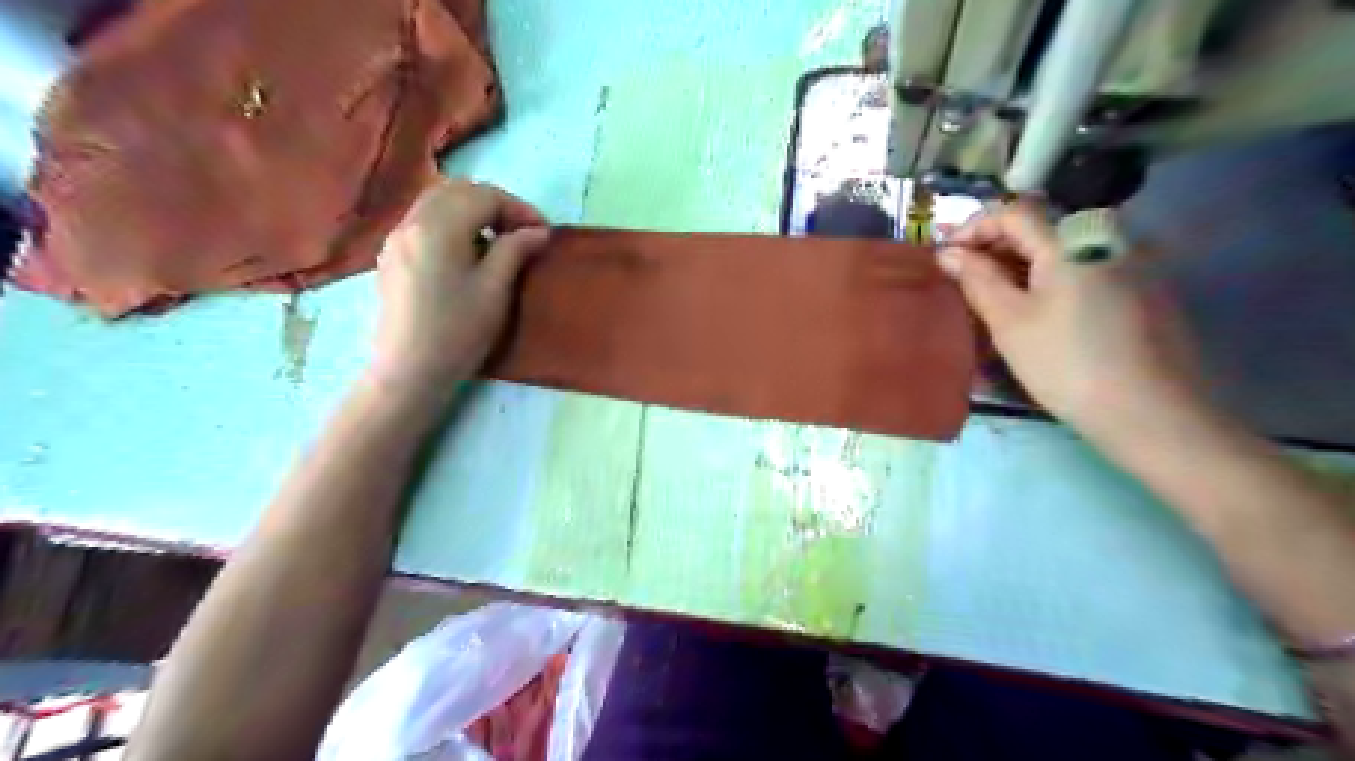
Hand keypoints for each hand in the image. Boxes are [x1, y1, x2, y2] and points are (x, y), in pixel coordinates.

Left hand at [367, 177, 546, 402]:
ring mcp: (397, 239)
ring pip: (437, 202)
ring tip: (498, 241)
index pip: (484, 197)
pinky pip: (424, 222)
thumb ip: (515, 250)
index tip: (543, 233)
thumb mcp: (496, 290)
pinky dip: (451, 223)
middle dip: (495, 204)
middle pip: (458, 191)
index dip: (519, 209)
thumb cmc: (458, 332)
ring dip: (472, 211)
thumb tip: (537, 231)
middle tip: (522, 232)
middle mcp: (412, 222)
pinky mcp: (392, 257)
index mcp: (439, 227)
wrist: (409, 371)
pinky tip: (467, 253)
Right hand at [943, 199, 1204, 446]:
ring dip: (1021, 261)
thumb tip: (948, 252)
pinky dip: (1051, 275)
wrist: (1151, 412)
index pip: (1014, 211)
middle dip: (996, 244)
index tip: (946, 255)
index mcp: (1071, 238)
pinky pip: (1085, 265)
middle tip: (964, 275)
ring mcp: (1132, 259)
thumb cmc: (1066, 363)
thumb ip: (976, 279)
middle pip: (1041, 225)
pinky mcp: (1144, 286)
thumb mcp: (1009, 321)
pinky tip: (1037, 306)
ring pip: (1063, 247)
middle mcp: (1107, 235)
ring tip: (994, 293)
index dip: (973, 227)